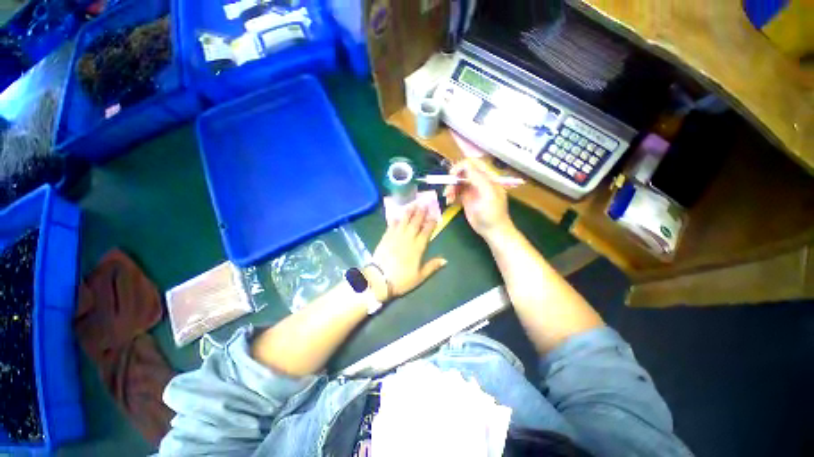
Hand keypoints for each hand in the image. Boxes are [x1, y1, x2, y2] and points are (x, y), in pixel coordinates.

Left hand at [367, 206, 446, 301]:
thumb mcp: (420, 276)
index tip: (434, 215)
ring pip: (404, 221)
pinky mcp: (385, 238)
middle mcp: (407, 238)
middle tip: (424, 204)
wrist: (379, 279)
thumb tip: (445, 260)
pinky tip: (396, 216)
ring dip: (409, 213)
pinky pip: (391, 226)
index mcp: (417, 247)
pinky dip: (395, 220)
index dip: (431, 223)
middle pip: (415, 223)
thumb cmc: (402, 279)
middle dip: (420, 213)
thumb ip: (432, 266)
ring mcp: (395, 237)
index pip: (426, 232)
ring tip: (412, 205)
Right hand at [443, 159, 512, 241]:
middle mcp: (479, 181)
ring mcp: (472, 189)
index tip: (452, 174)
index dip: (461, 166)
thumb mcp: (487, 193)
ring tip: (448, 198)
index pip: (473, 163)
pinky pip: (456, 191)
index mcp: (487, 177)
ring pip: (458, 182)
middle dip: (453, 179)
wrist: (492, 230)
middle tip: (448, 189)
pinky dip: (451, 195)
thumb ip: (478, 178)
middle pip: (463, 172)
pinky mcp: (466, 198)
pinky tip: (449, 201)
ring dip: (450, 188)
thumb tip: (466, 165)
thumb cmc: (492, 212)